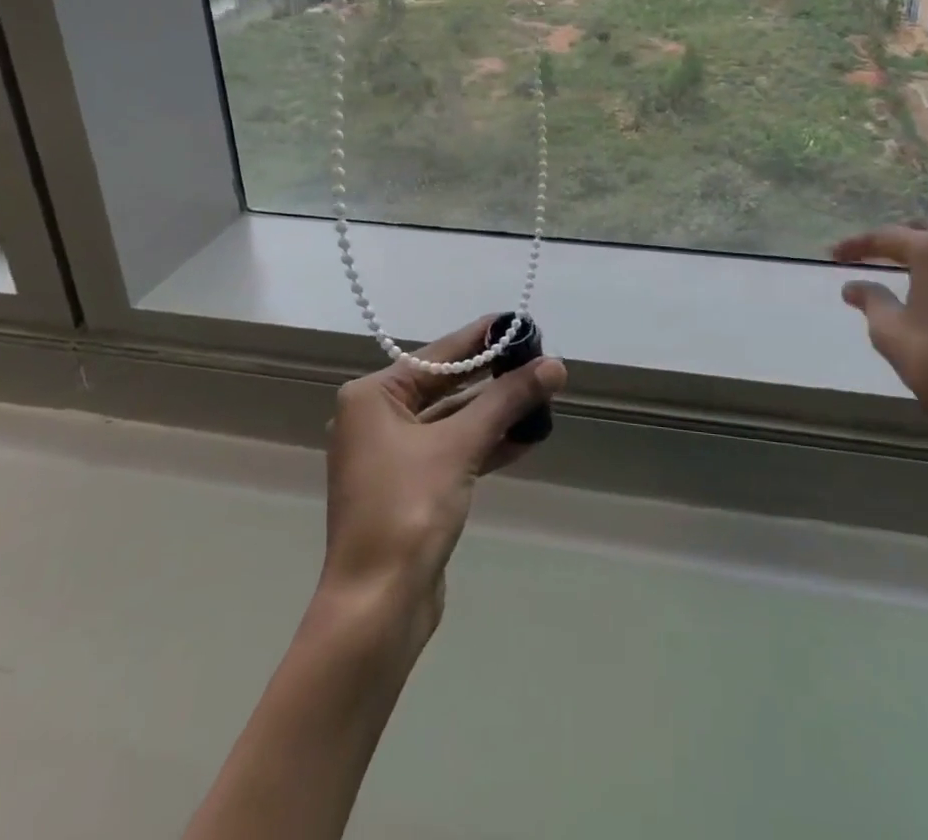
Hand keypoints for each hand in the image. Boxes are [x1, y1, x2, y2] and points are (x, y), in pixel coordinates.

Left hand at [320, 317, 565, 641]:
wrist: (377, 606)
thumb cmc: (409, 509)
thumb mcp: (460, 445)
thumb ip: (506, 400)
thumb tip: (554, 365)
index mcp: (373, 397)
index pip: (438, 355)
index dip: (481, 337)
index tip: (518, 322)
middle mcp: (376, 418)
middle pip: (445, 385)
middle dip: (493, 378)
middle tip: (539, 360)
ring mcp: (391, 455)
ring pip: (452, 420)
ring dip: (494, 413)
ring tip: (541, 397)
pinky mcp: (409, 486)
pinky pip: (452, 450)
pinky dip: (484, 444)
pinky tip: (525, 439)